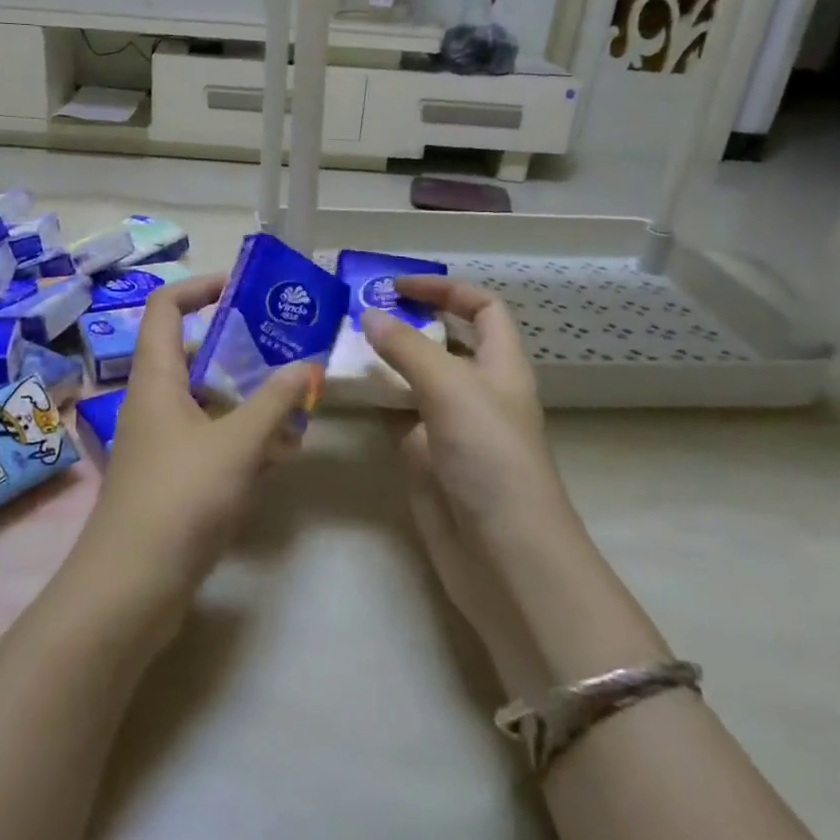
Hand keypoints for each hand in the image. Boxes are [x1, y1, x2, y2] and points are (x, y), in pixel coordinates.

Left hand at [67, 274, 317, 638]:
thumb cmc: (180, 498)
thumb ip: (275, 401)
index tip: (244, 286)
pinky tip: (281, 451)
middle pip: (193, 352)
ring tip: (297, 398)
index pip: (166, 307)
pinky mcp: (173, 477)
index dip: (200, 286)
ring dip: (248, 396)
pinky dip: (243, 437)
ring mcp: (162, 441)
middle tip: (287, 344)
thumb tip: (308, 364)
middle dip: (240, 345)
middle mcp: (154, 401)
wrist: (132, 587)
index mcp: (156, 377)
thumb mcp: (237, 444)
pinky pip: (211, 439)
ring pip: (208, 399)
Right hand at [362, 276, 574, 544]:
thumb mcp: (451, 388)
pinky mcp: (423, 457)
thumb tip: (369, 315)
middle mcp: (476, 389)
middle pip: (443, 341)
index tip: (396, 286)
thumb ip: (407, 348)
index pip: (481, 308)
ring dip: (382, 359)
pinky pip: (394, 415)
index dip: (445, 289)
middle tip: (355, 311)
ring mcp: (448, 425)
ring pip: (413, 378)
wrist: (501, 553)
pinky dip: (372, 400)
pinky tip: (342, 389)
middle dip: (406, 321)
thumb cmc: (489, 456)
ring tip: (338, 342)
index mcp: (500, 364)